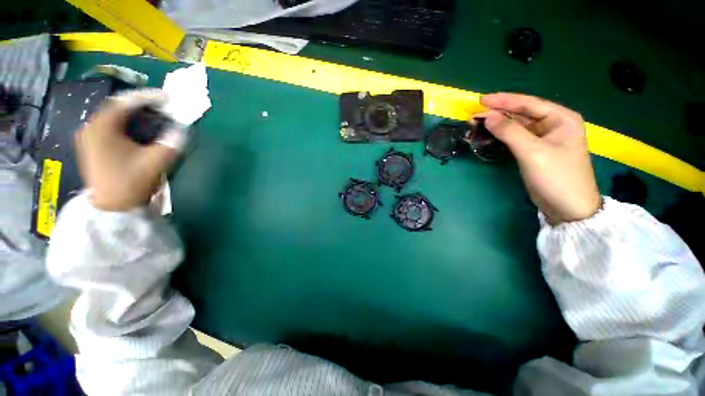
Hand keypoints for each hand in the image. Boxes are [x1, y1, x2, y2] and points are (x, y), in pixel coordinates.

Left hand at [75, 89, 177, 210]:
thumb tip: (183, 129)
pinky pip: (112, 127)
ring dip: (136, 115)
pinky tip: (141, 129)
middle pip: (118, 108)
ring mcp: (90, 138)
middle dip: (142, 106)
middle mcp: (92, 128)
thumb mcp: (156, 162)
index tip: (167, 98)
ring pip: (115, 117)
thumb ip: (172, 143)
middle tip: (163, 107)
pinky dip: (128, 124)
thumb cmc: (131, 183)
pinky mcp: (94, 147)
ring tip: (155, 116)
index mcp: (102, 128)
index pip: (125, 103)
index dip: (148, 97)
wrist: (112, 208)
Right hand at [479, 93, 601, 224]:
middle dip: (498, 113)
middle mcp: (553, 125)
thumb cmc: (556, 176)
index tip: (481, 100)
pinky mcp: (535, 151)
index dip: (504, 101)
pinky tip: (489, 136)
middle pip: (522, 114)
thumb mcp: (532, 152)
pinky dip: (501, 137)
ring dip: (498, 125)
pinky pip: (515, 138)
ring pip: (517, 126)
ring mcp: (544, 139)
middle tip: (475, 115)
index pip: (528, 104)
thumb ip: (509, 132)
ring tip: (478, 124)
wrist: (568, 207)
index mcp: (561, 118)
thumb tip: (487, 116)